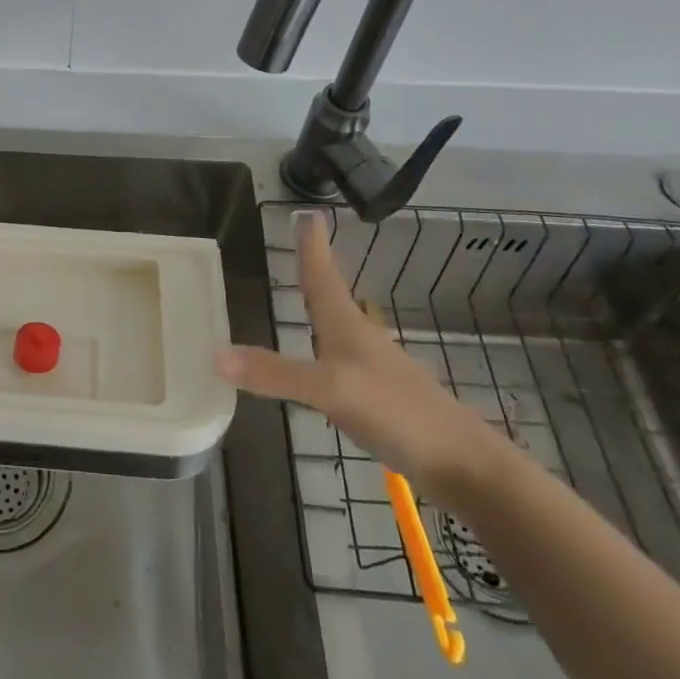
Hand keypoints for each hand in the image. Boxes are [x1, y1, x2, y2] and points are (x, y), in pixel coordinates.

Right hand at [216, 210, 504, 505]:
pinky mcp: (380, 400)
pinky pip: (340, 362)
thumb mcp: (330, 389)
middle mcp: (359, 339)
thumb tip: (215, 354)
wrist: (464, 465)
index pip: (322, 274)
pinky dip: (323, 349)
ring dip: (320, 306)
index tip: (307, 214)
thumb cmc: (398, 411)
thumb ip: (275, 373)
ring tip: (305, 294)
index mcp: (347, 325)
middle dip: (315, 268)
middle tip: (303, 244)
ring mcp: (373, 370)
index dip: (312, 246)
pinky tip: (319, 362)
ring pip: (338, 327)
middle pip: (331, 294)